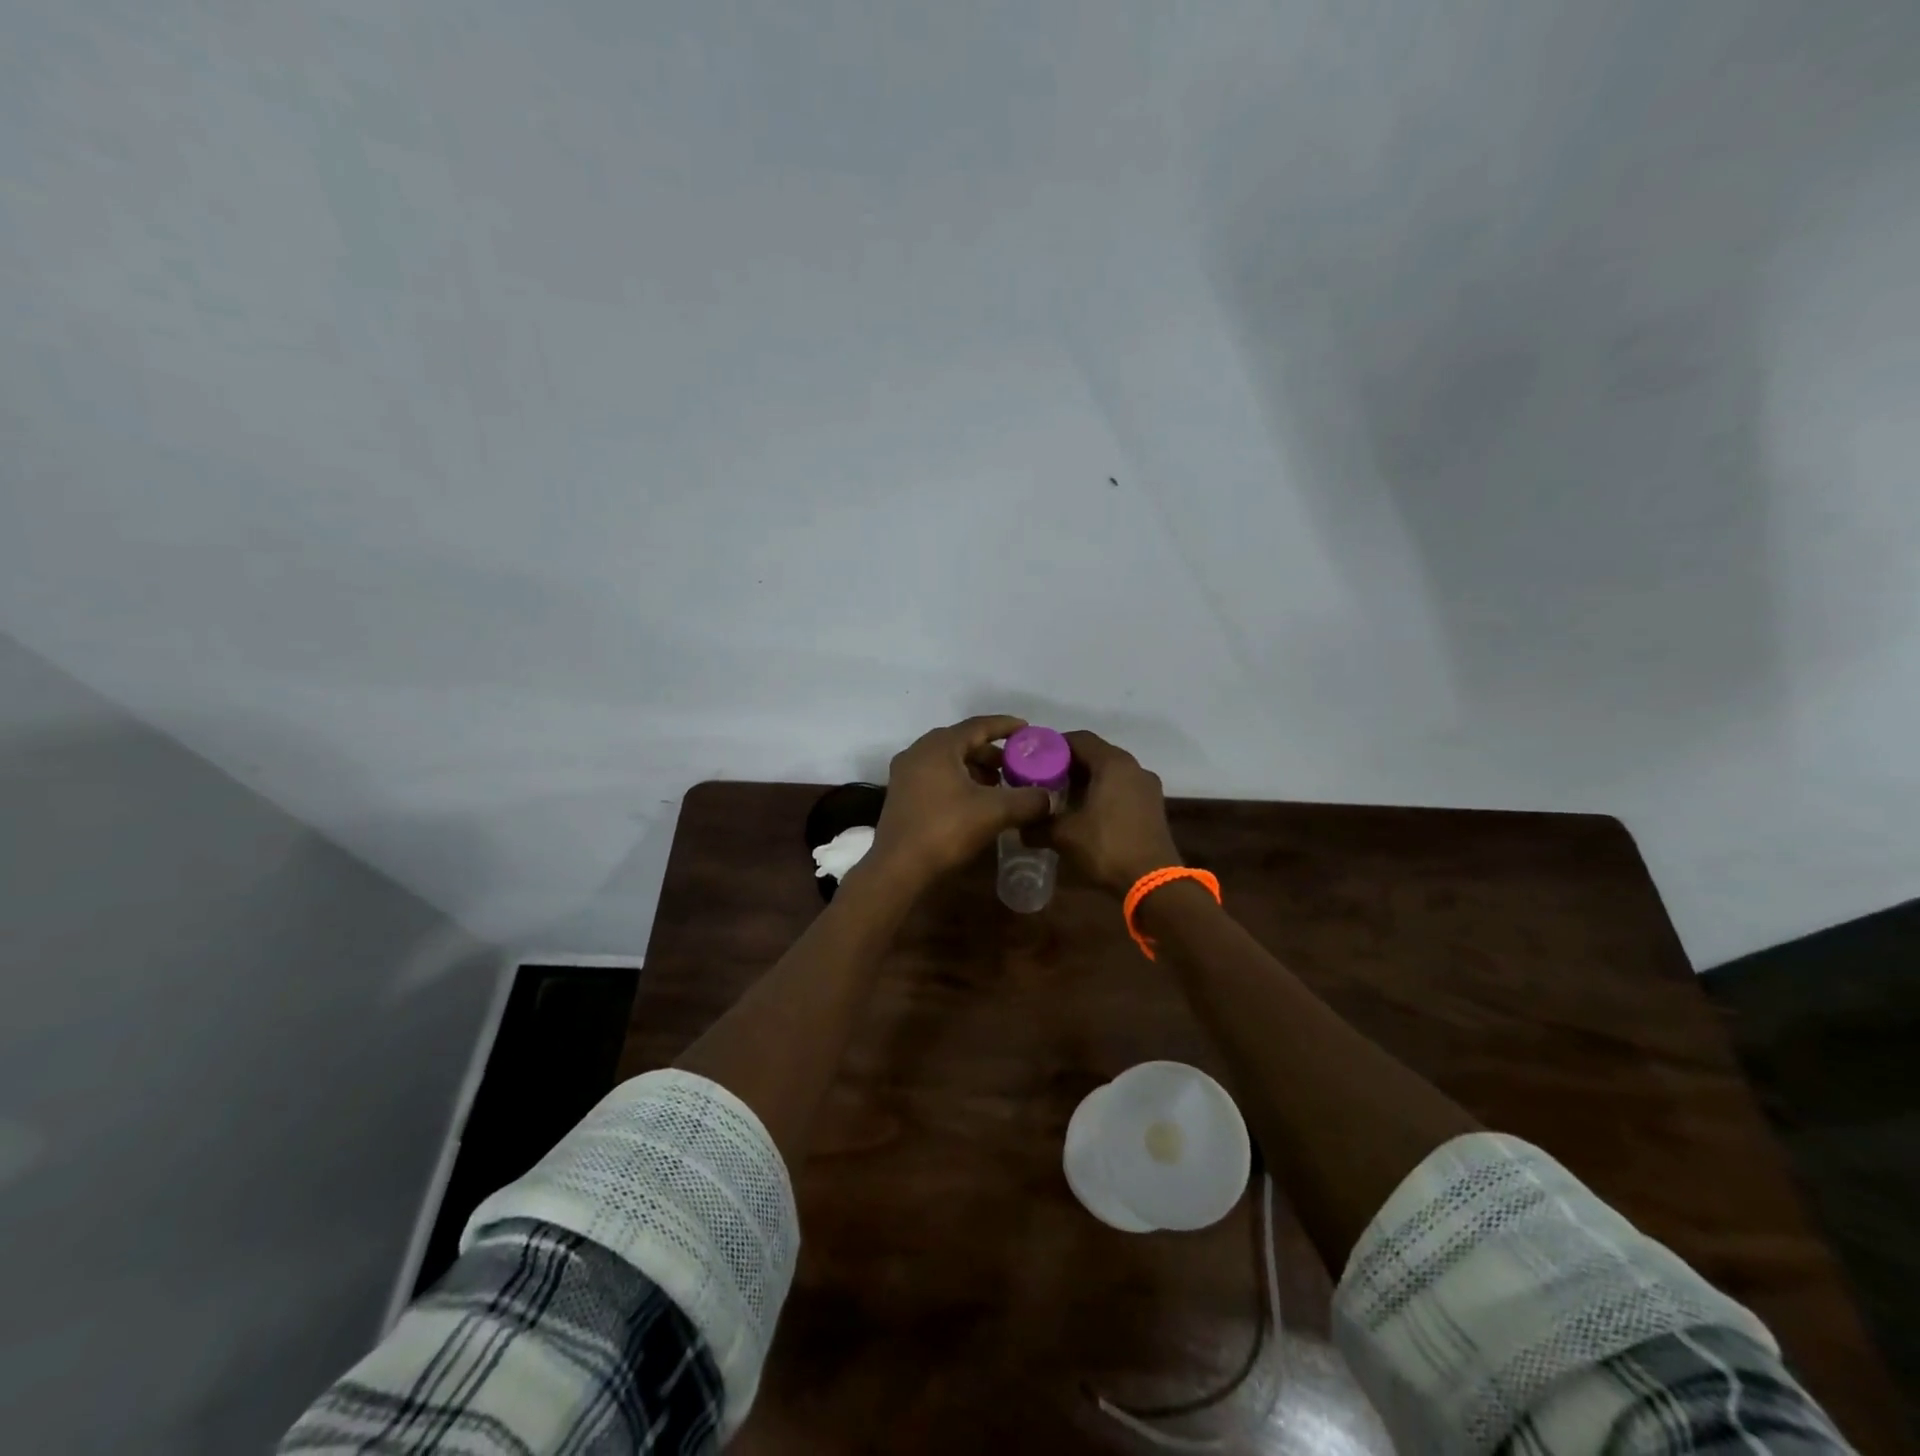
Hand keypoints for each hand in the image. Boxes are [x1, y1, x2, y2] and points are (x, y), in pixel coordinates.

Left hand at [867, 715, 1053, 885]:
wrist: (898, 869)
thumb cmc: (945, 830)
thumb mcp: (994, 812)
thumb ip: (1028, 800)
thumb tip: (1051, 798)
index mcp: (938, 746)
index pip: (978, 725)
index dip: (1005, 726)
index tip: (1027, 730)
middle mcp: (918, 752)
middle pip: (962, 742)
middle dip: (992, 752)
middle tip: (1017, 764)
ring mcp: (905, 774)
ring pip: (949, 761)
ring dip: (975, 769)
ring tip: (1000, 785)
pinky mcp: (901, 796)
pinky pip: (937, 777)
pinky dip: (959, 782)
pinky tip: (975, 802)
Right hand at [1046, 730, 1181, 896]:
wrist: (1153, 882)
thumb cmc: (1107, 848)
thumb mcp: (1064, 835)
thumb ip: (1038, 824)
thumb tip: (1020, 827)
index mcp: (1113, 764)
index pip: (1079, 739)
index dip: (1053, 746)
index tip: (1033, 760)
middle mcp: (1133, 767)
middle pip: (1096, 754)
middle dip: (1068, 764)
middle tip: (1042, 779)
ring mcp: (1147, 787)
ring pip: (1110, 772)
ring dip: (1085, 780)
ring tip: (1060, 797)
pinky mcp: (1152, 806)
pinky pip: (1121, 788)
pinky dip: (1102, 792)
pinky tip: (1084, 812)